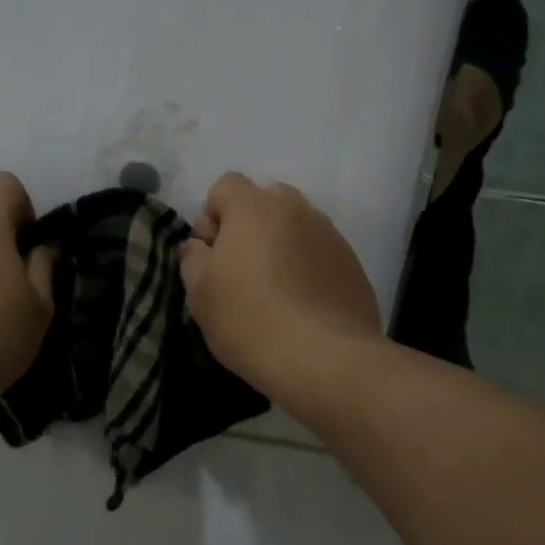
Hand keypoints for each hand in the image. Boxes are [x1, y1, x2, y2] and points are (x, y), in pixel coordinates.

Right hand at [179, 172, 382, 399]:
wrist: (324, 359)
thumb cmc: (249, 319)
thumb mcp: (200, 293)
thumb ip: (193, 259)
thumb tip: (199, 246)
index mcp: (255, 207)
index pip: (226, 185)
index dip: (211, 215)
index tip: (211, 254)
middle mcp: (296, 209)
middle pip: (265, 200)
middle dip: (248, 225)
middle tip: (241, 270)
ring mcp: (330, 234)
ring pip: (296, 225)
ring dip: (280, 245)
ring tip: (274, 290)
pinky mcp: (352, 263)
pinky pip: (319, 252)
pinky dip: (306, 266)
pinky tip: (301, 304)